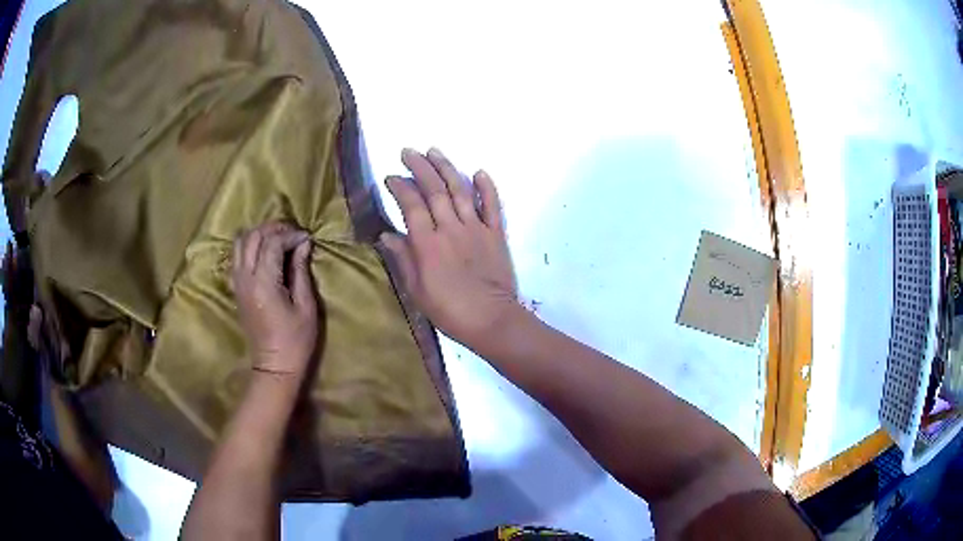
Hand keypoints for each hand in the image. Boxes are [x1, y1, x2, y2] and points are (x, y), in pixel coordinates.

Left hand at [233, 223, 316, 378]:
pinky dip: (250, 246)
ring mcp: (237, 283)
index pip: (272, 242)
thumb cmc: (296, 340)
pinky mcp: (236, 288)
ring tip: (278, 239)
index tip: (307, 238)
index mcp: (263, 283)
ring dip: (259, 234)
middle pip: (252, 236)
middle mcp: (245, 278)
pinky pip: (237, 256)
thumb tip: (303, 244)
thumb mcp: (306, 306)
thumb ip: (300, 270)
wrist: (274, 366)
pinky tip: (264, 252)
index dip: (291, 235)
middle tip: (293, 233)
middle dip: (273, 228)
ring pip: (241, 242)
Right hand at [381, 148, 518, 353]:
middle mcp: (451, 228)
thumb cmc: (449, 310)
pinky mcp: (496, 234)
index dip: (400, 187)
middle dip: (420, 167)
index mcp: (428, 243)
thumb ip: (403, 259)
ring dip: (446, 168)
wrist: (491, 320)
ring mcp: (476, 228)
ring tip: (434, 151)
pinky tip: (479, 171)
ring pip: (460, 191)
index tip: (390, 177)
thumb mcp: (416, 290)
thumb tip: (387, 234)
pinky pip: (493, 205)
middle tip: (408, 151)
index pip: (411, 205)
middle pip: (434, 190)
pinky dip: (487, 187)